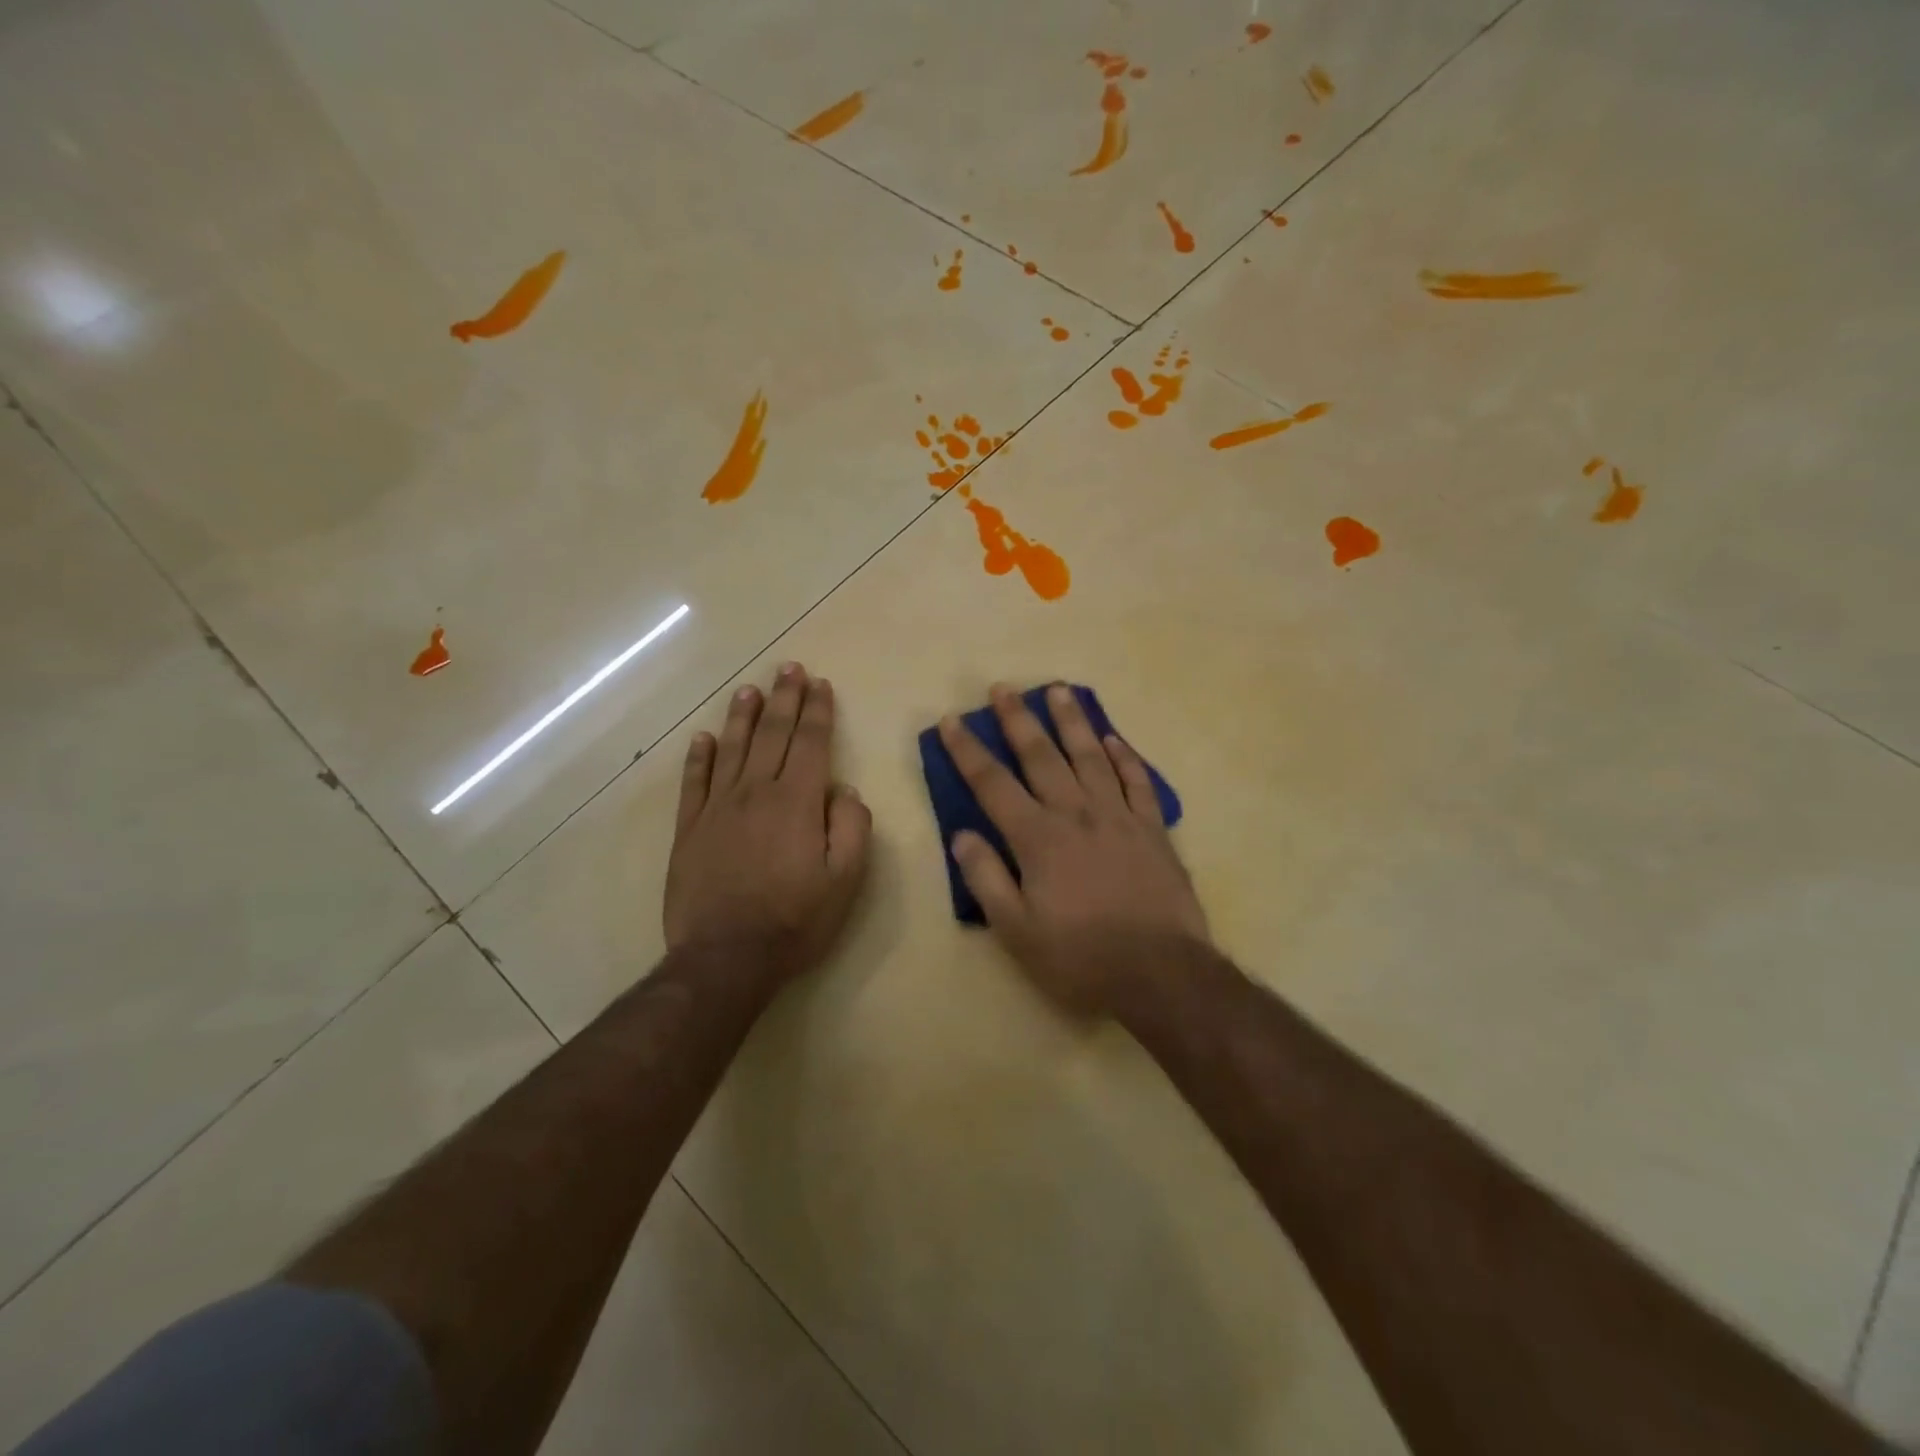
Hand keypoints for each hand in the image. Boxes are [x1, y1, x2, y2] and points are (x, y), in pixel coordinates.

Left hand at [665, 663, 871, 981]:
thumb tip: (843, 791)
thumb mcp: (846, 880)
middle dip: (785, 698)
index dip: (818, 711)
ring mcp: (718, 808)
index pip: (811, 743)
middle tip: (789, 669)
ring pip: (732, 748)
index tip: (820, 684)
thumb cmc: (795, 920)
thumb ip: (851, 827)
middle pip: (773, 734)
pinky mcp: (690, 829)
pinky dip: (698, 756)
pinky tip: (702, 738)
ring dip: (743, 716)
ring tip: (750, 690)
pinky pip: (694, 782)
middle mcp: (757, 792)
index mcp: (798, 801)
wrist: (726, 957)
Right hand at [939, 683, 1207, 1014]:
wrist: (1161, 973)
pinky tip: (1113, 739)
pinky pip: (1138, 781)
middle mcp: (1076, 814)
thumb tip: (961, 834)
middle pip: (1041, 756)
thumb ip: (986, 878)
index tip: (951, 720)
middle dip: (1018, 720)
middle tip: (1003, 687)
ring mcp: (1119, 817)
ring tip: (1059, 690)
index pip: (992, 783)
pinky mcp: (1153, 829)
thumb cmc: (1080, 958)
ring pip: (1091, 756)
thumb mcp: (1017, 930)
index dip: (968, 750)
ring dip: (1072, 721)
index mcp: (1038, 838)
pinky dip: (1125, 757)